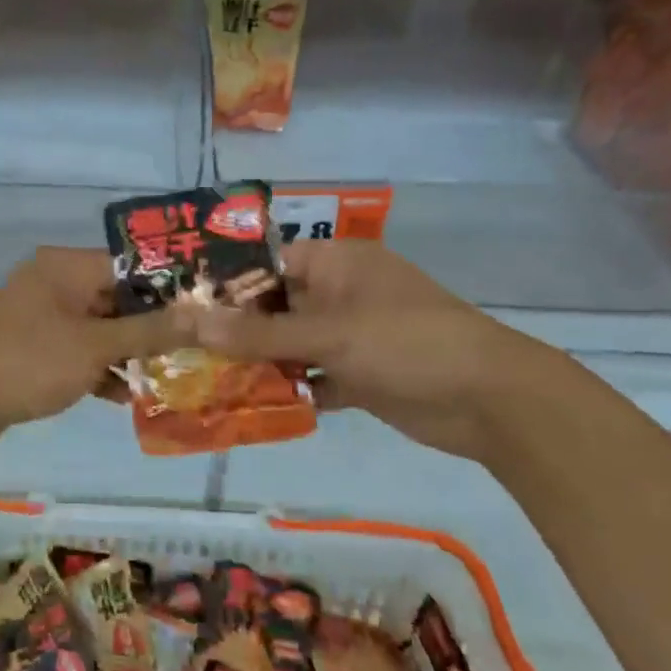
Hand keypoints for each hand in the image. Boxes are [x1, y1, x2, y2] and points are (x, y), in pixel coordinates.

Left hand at [0, 247, 196, 444]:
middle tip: (196, 349)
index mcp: (67, 267)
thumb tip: (203, 315)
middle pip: (118, 298)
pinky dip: (100, 368)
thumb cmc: (27, 362)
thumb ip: (149, 331)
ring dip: (129, 352)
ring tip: (171, 375)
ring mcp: (42, 317)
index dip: (171, 287)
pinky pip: (78, 351)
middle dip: (153, 326)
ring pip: (100, 328)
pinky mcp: (33, 348)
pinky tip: (127, 396)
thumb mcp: (95, 347)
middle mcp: (55, 283)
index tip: (207, 311)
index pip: (132, 265)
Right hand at [190, 239, 550, 463]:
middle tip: (182, 349)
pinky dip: (287, 389)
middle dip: (234, 329)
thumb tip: (188, 322)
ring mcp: (350, 335)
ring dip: (257, 362)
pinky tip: (248, 406)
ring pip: (290, 344)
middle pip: (274, 307)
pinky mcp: (359, 373)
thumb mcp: (328, 334)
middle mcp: (339, 293)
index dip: (224, 283)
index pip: (266, 264)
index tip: (179, 306)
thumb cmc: (407, 343)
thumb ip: (257, 333)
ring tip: (203, 380)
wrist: (490, 401)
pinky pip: (311, 376)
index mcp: (336, 264)